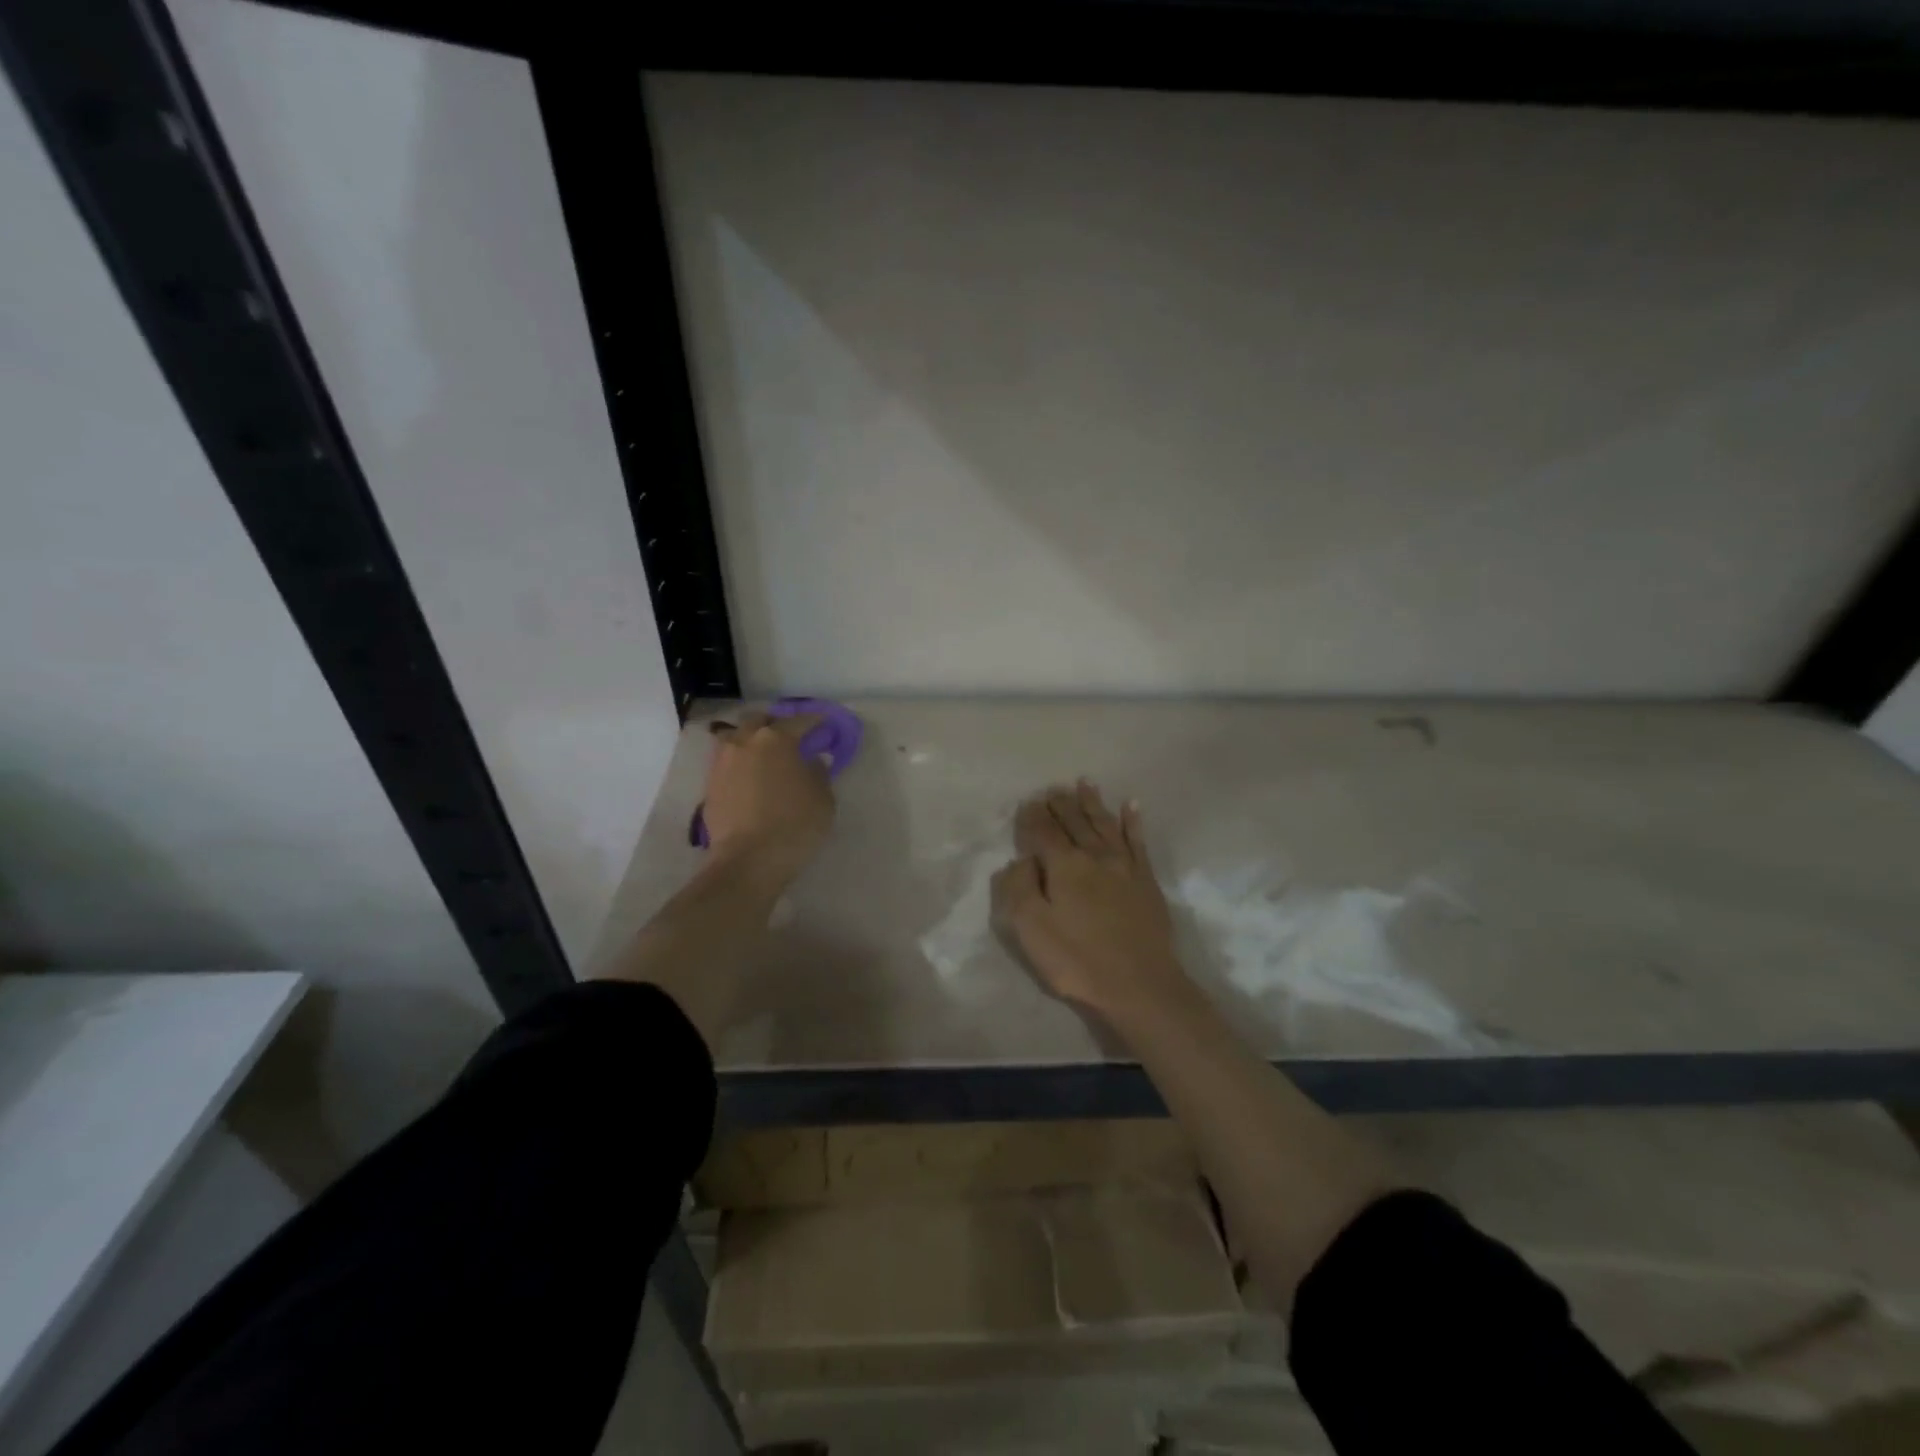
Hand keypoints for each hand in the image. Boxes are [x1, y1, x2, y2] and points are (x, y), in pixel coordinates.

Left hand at [702, 712, 834, 884]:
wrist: (748, 860)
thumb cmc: (794, 825)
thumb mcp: (823, 799)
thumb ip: (818, 773)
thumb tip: (812, 761)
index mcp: (776, 739)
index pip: (799, 720)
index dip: (814, 721)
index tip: (824, 724)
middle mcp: (745, 742)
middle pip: (759, 720)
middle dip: (775, 723)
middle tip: (789, 736)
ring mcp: (723, 762)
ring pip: (735, 736)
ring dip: (749, 739)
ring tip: (762, 754)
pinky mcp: (709, 785)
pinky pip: (726, 762)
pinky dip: (739, 762)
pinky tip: (749, 776)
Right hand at [991, 781, 1189, 1025]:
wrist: (1140, 986)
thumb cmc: (1078, 960)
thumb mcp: (1031, 930)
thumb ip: (1019, 888)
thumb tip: (1020, 859)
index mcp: (1064, 866)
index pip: (1044, 832)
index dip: (1033, 817)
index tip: (1027, 802)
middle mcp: (1094, 856)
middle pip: (1074, 822)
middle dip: (1061, 804)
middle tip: (1052, 789)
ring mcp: (1124, 866)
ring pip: (1104, 824)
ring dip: (1092, 803)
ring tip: (1084, 783)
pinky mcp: (1146, 880)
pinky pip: (1137, 841)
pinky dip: (1132, 822)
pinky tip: (1131, 806)